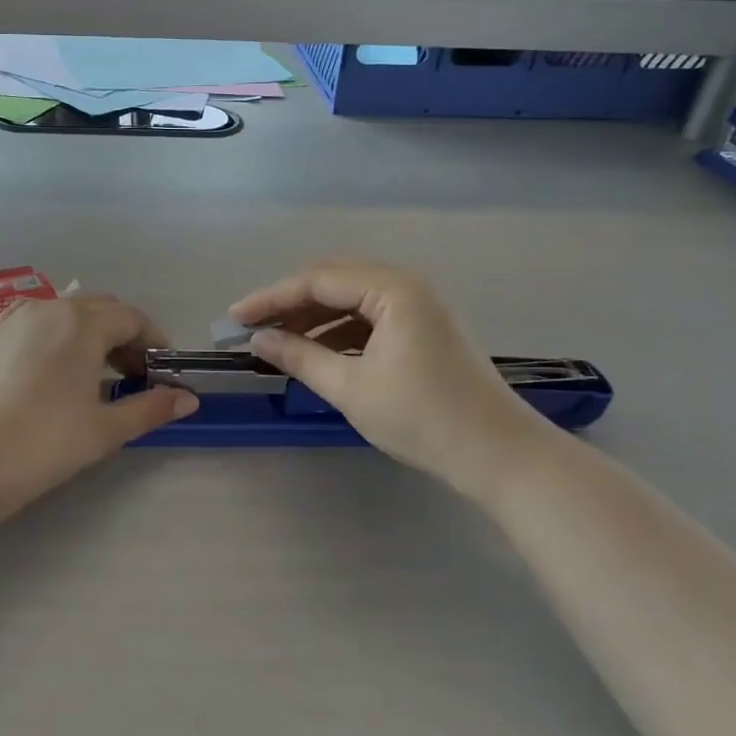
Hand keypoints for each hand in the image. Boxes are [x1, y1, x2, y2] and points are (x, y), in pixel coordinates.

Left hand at [0, 293, 197, 524]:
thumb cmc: (43, 443)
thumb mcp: (104, 430)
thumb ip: (150, 408)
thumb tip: (188, 399)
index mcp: (82, 322)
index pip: (131, 318)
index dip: (153, 341)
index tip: (162, 371)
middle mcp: (49, 308)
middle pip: (100, 310)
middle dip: (123, 336)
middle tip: (134, 376)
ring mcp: (15, 319)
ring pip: (66, 313)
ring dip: (90, 334)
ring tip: (95, 375)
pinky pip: (37, 322)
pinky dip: (58, 336)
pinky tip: (55, 370)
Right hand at [230, 258, 555, 501]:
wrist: (499, 455)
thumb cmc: (423, 418)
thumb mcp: (351, 388)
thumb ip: (300, 357)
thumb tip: (258, 339)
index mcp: (392, 289)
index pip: (317, 281)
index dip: (271, 297)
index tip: (235, 316)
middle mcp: (406, 284)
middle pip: (334, 280)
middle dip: (290, 302)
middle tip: (253, 324)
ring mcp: (419, 305)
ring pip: (351, 298)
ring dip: (313, 316)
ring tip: (278, 339)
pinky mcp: (424, 327)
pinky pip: (369, 315)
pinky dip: (338, 329)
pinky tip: (316, 350)